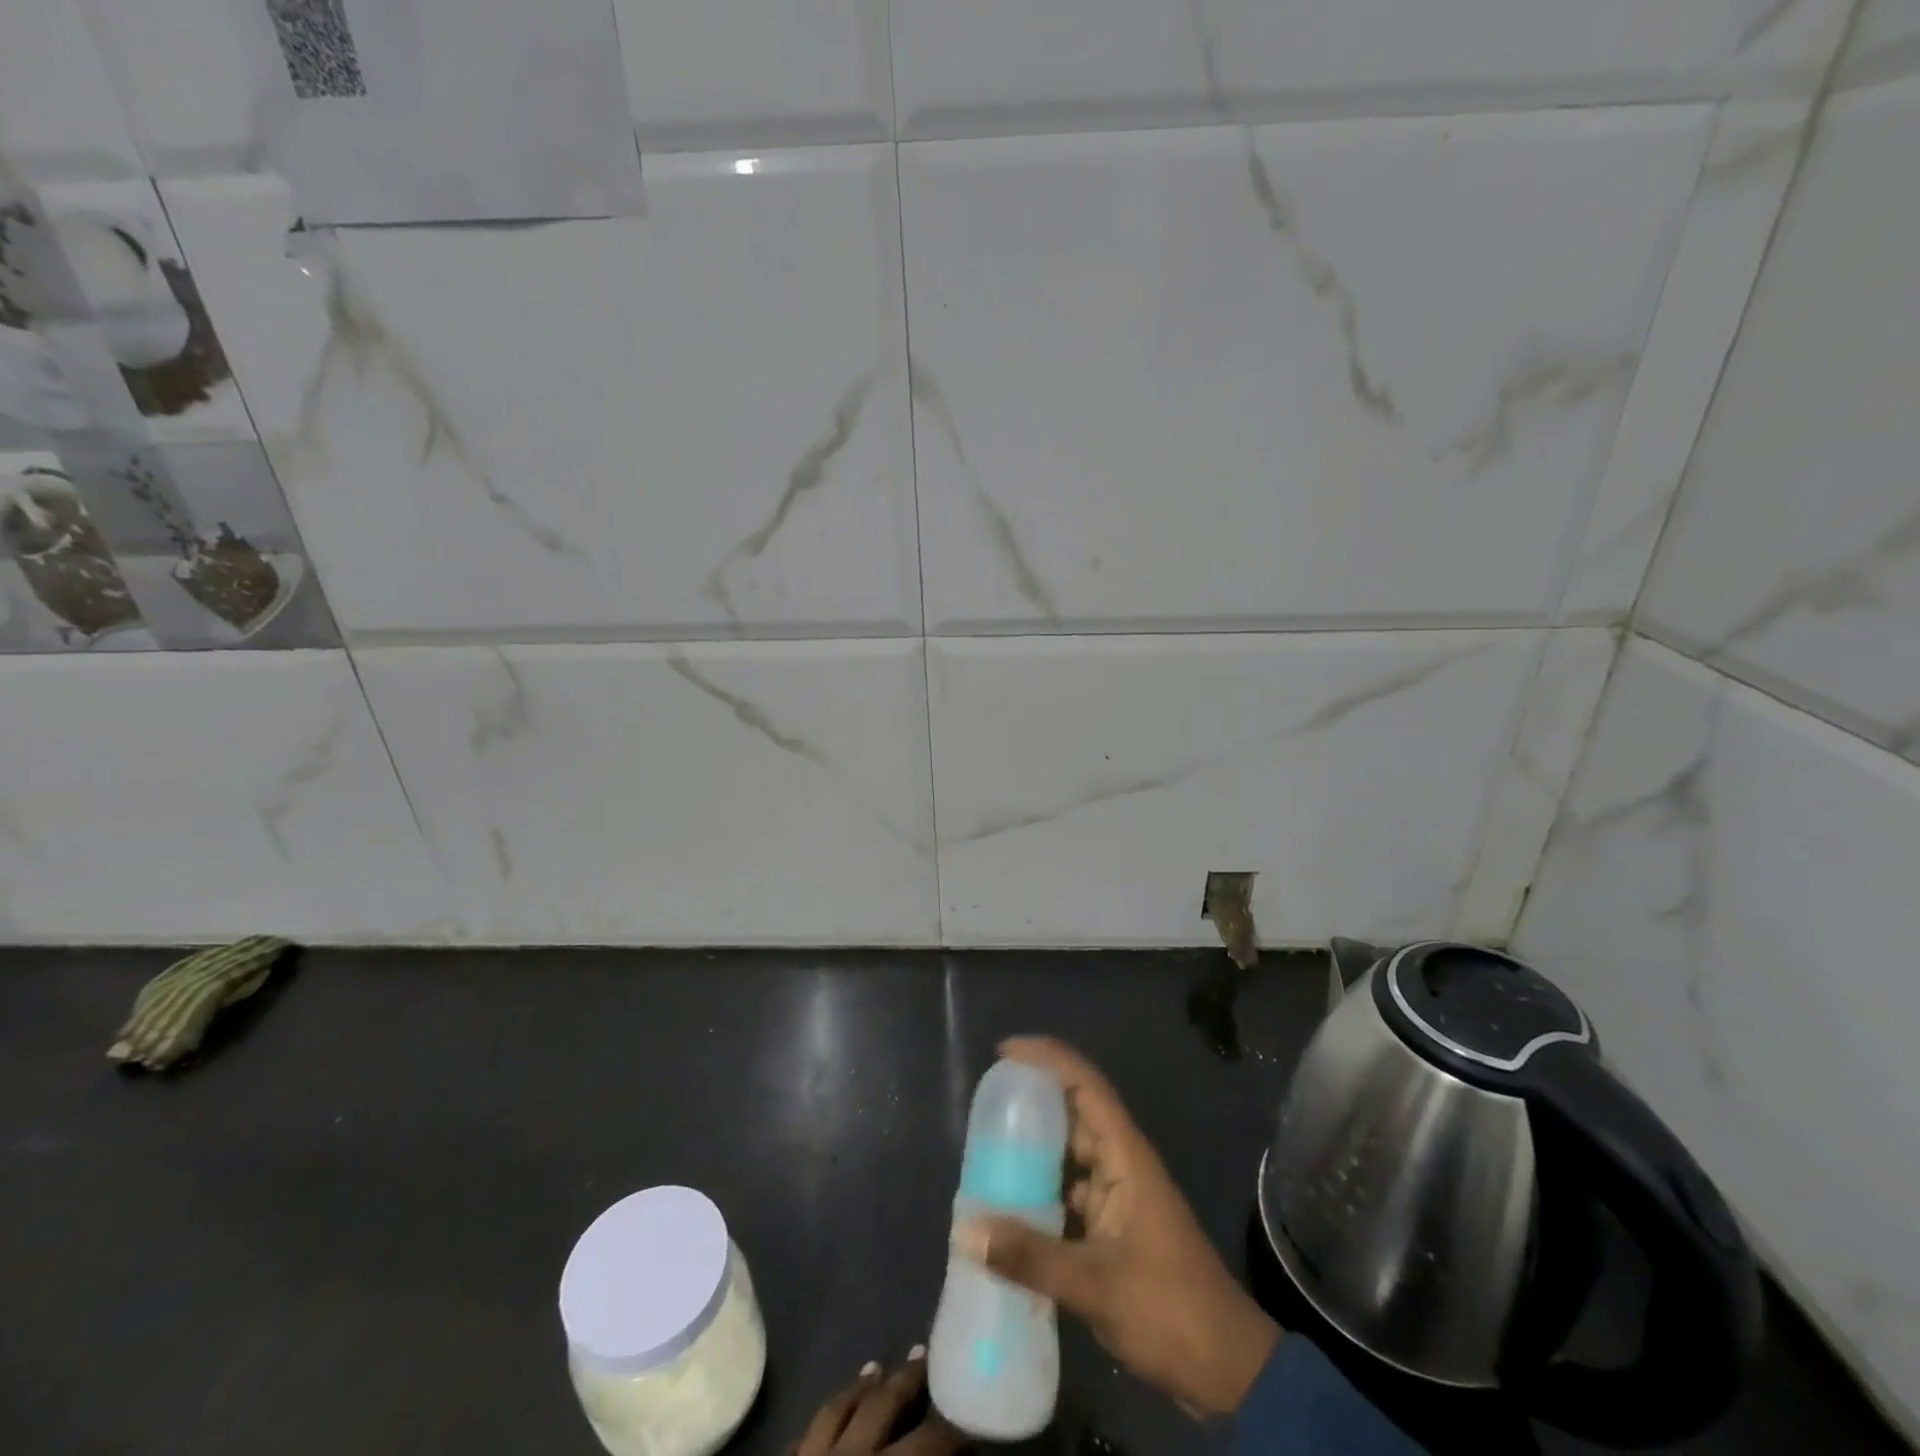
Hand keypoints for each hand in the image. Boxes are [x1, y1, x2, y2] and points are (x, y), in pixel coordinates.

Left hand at [792, 1349, 967, 1455]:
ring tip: (875, 1368)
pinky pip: (802, 1436)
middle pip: (883, 1406)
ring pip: (838, 1409)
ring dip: (860, 1388)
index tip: (969, 1422)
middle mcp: (851, 1455)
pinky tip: (829, 1414)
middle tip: (924, 1355)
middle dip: (907, 1380)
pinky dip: (821, 1423)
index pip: (929, 1442)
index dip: (952, 1432)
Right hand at [953, 1037, 1279, 1417]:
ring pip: (1070, 1154)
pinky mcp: (1114, 1227)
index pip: (1085, 1085)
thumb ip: (1030, 1257)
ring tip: (984, 1148)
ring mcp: (1119, 1195)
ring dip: (1034, 1147)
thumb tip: (964, 1230)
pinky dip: (1041, 1189)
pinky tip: (1008, 1205)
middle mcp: (1121, 1164)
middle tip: (984, 1102)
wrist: (1227, 1370)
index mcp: (1125, 1156)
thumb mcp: (1096, 1285)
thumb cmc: (1169, 1310)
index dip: (1048, 1058)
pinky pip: (1070, 1190)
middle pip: (1074, 1112)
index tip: (1005, 1051)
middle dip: (1032, 1100)